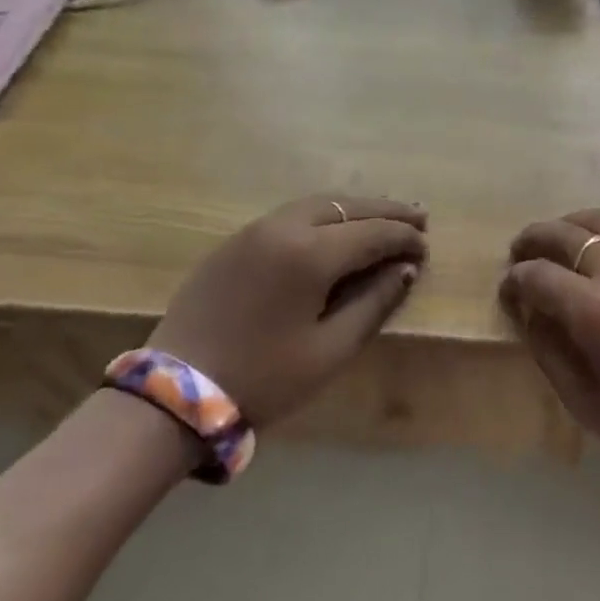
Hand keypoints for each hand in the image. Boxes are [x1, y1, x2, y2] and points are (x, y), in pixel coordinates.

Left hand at [151, 194, 427, 429]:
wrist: (172, 396)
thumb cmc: (262, 378)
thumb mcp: (329, 351)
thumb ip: (374, 304)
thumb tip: (405, 270)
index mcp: (310, 253)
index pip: (373, 233)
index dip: (405, 239)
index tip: (427, 250)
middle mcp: (285, 227)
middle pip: (348, 206)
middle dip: (388, 211)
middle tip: (420, 218)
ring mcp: (255, 230)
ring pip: (319, 204)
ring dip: (356, 209)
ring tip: (384, 218)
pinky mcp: (235, 241)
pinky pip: (292, 215)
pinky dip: (325, 215)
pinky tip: (337, 230)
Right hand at [500, 209, 599, 501]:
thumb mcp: (588, 405)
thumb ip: (550, 352)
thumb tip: (529, 313)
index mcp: (595, 311)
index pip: (539, 276)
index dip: (515, 279)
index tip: (507, 289)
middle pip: (566, 234)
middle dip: (534, 238)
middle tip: (519, 250)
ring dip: (572, 224)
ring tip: (557, 237)